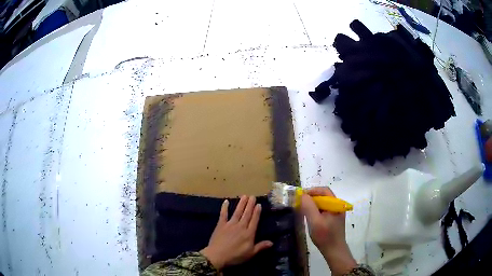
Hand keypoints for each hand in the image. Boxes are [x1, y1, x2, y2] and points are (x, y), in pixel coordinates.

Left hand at [200, 195, 272, 270]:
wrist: (217, 256)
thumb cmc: (235, 256)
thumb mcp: (250, 253)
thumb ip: (261, 247)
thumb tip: (272, 242)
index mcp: (249, 233)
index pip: (254, 220)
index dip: (257, 212)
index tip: (259, 204)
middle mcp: (241, 226)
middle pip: (247, 214)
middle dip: (250, 205)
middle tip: (253, 196)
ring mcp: (230, 224)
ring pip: (237, 212)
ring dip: (241, 204)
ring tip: (244, 196)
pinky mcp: (220, 225)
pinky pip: (223, 214)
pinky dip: (224, 208)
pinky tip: (226, 201)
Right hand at [301, 187, 355, 275]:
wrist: (334, 250)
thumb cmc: (325, 236)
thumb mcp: (315, 221)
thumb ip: (309, 207)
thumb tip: (301, 194)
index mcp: (336, 204)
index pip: (324, 190)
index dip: (311, 191)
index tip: (300, 196)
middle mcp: (337, 206)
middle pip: (323, 196)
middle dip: (310, 198)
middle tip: (299, 203)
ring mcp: (335, 213)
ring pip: (322, 204)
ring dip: (312, 205)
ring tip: (302, 210)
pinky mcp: (332, 219)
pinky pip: (322, 210)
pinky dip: (314, 211)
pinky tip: (308, 217)